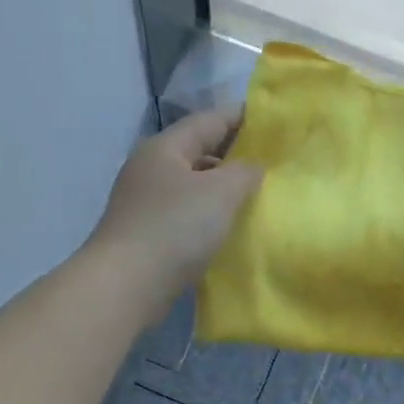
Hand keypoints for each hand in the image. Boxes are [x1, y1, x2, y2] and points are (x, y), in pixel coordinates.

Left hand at [85, 108, 263, 315]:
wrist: (125, 286)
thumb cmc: (175, 228)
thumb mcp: (220, 192)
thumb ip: (245, 172)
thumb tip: (253, 167)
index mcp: (165, 147)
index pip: (210, 119)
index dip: (244, 117)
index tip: (277, 123)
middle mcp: (151, 168)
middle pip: (200, 150)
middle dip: (235, 154)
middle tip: (274, 162)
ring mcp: (145, 201)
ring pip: (193, 184)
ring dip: (223, 187)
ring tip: (258, 196)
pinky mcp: (147, 232)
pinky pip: (186, 213)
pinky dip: (209, 214)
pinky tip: (230, 226)